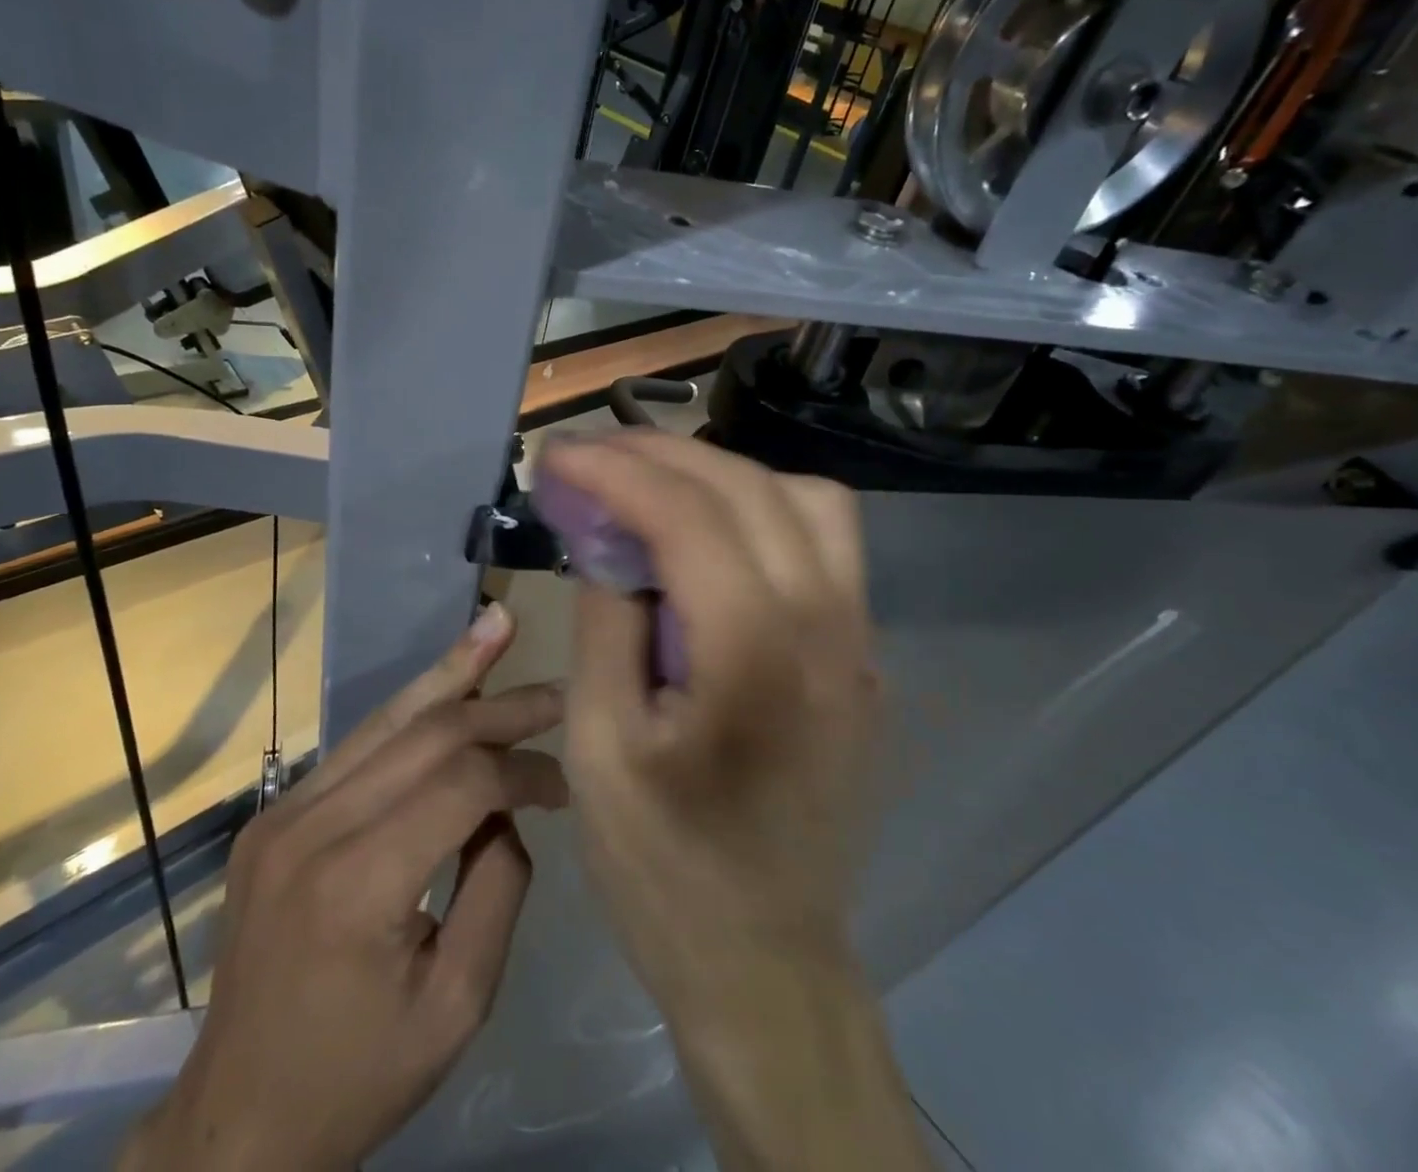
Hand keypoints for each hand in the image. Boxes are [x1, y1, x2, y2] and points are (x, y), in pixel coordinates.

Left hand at [127, 603, 566, 1171]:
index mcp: (359, 885)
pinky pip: (359, 745)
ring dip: (453, 674)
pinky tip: (448, 678)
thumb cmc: (359, 1077)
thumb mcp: (458, 1004)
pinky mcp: (274, 813)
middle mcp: (312, 828)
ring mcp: (283, 813)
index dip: (524, 770)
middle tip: (559, 692)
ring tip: (499, 624)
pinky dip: (413, 709)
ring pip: (388, 719)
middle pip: (427, 734)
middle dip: (502, 708)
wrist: (238, 1120)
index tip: (564, 784)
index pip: (462, 783)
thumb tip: (509, 809)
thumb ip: (498, 888)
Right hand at [546, 430, 877, 997]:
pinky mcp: (861, 657)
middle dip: (661, 454)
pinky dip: (760, 509)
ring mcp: (859, 642)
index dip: (615, 470)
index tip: (556, 455)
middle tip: (592, 457)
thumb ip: (605, 621)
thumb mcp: (597, 746)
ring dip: (721, 474)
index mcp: (754, 658)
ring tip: (651, 485)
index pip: (688, 515)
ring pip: (806, 500)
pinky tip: (708, 534)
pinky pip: (824, 543)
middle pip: (750, 487)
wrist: (767, 962)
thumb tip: (606, 537)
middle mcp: (827, 630)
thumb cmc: (662, 868)